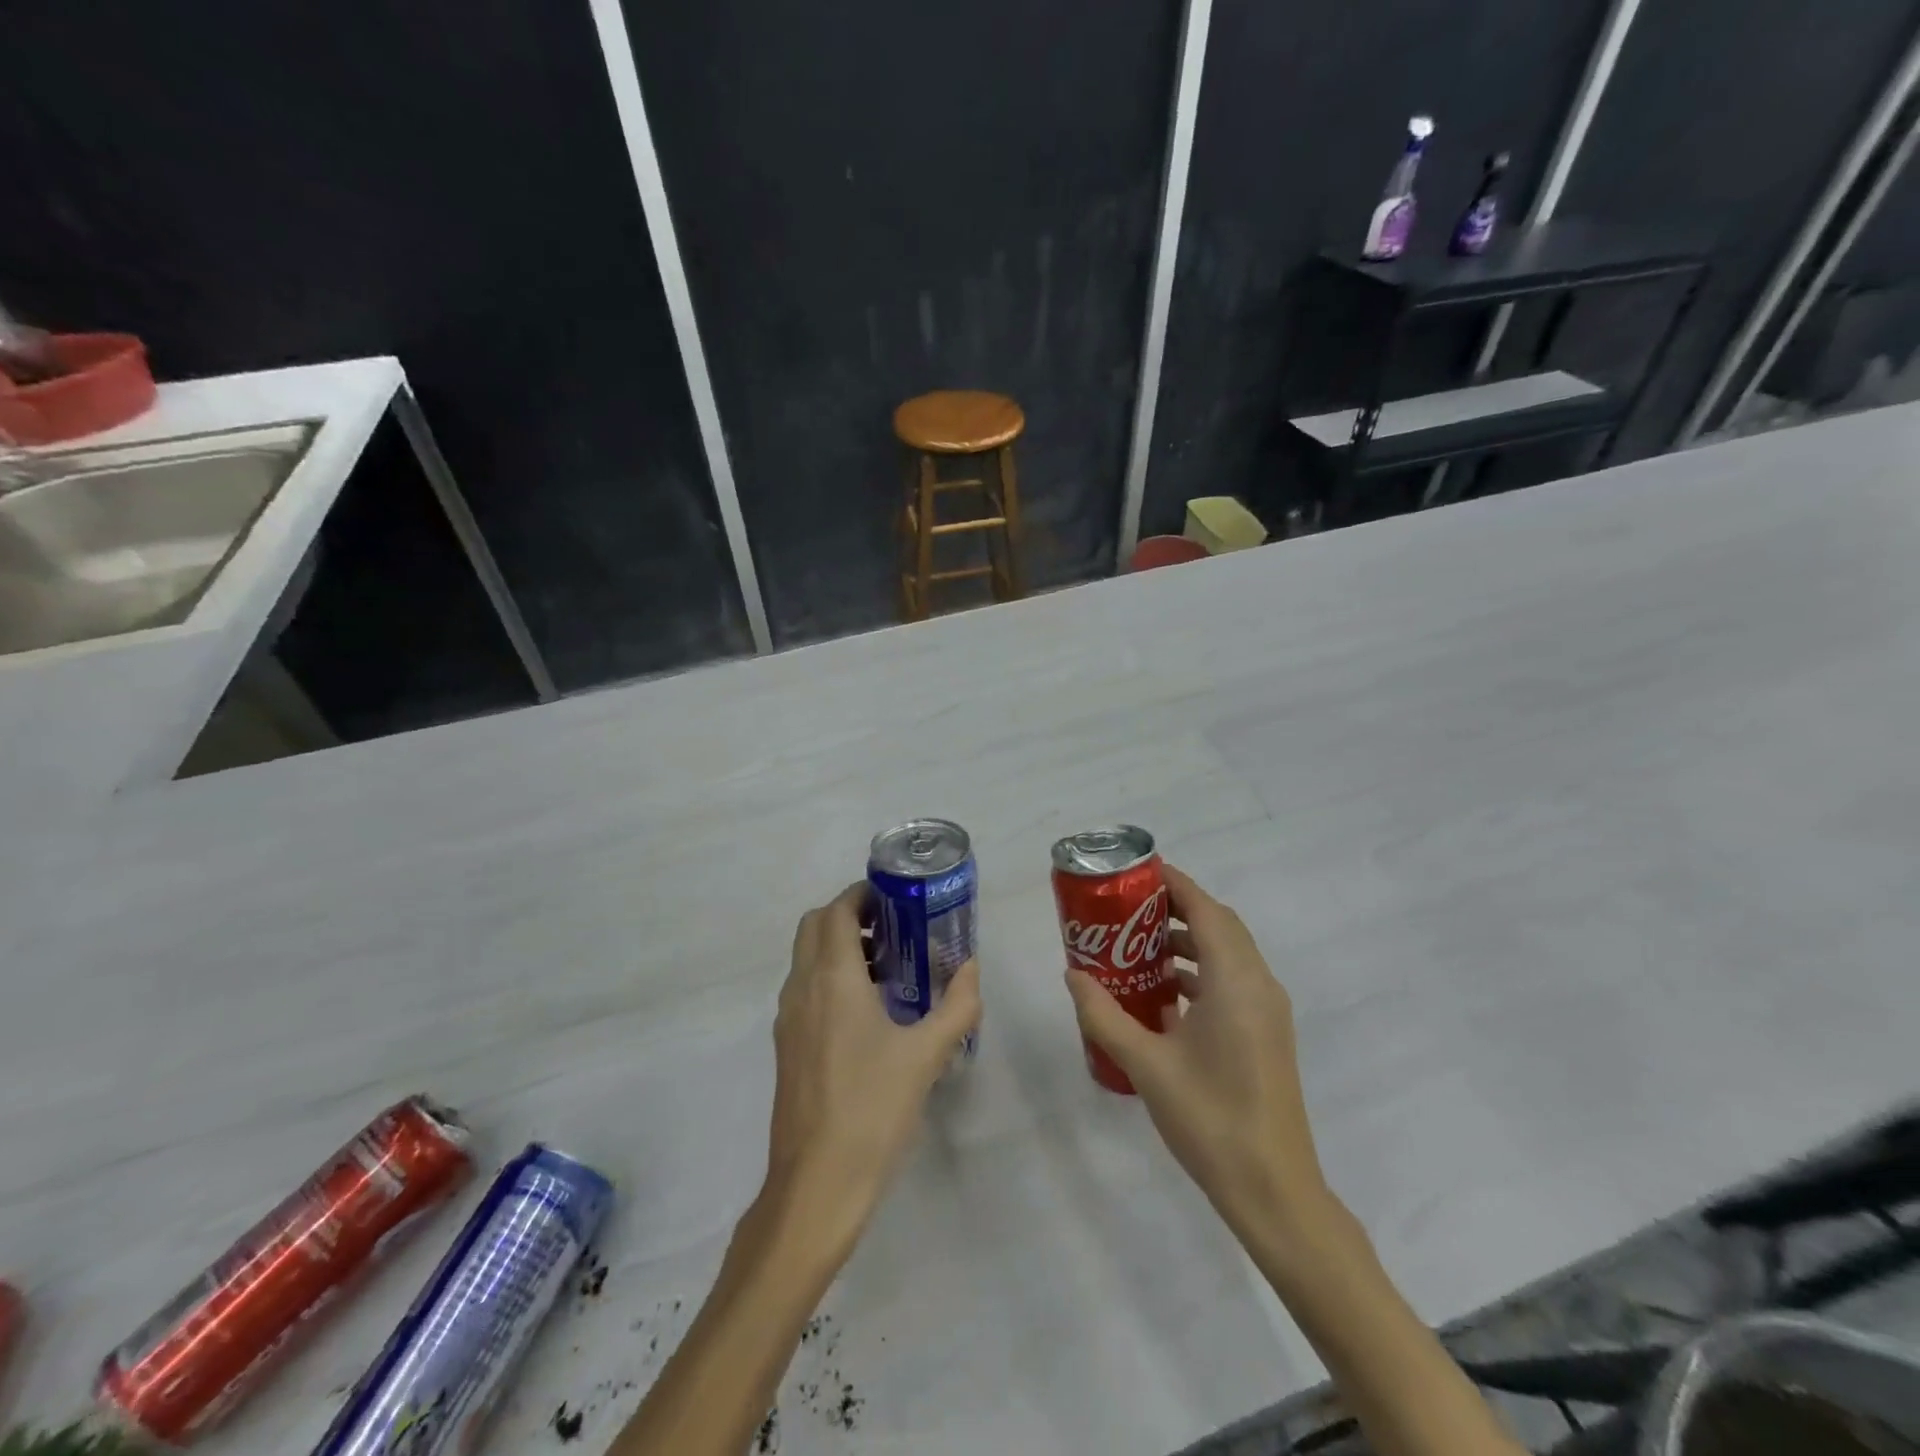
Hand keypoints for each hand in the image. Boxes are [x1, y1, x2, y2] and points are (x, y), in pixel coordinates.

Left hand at [765, 882, 980, 1254]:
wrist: (815, 1184)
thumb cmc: (872, 1109)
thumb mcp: (926, 1055)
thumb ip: (956, 1006)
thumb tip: (972, 968)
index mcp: (832, 979)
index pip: (836, 911)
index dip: (862, 895)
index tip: (896, 897)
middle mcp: (802, 988)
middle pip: (815, 927)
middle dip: (850, 915)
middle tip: (894, 927)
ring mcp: (788, 1018)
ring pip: (807, 958)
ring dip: (839, 946)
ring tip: (889, 966)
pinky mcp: (786, 1046)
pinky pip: (805, 988)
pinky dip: (830, 977)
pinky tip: (868, 1011)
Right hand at [1064, 864, 1329, 1243]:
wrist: (1275, 1191)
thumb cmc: (1210, 1119)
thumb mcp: (1146, 1065)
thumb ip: (1104, 1015)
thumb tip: (1073, 975)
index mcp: (1235, 981)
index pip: (1205, 910)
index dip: (1174, 884)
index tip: (1137, 872)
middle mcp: (1258, 984)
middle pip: (1219, 925)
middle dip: (1177, 908)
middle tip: (1128, 909)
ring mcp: (1267, 1010)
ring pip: (1228, 953)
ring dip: (1189, 940)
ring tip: (1139, 945)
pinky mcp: (1267, 1032)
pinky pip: (1233, 980)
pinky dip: (1201, 970)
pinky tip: (1165, 993)